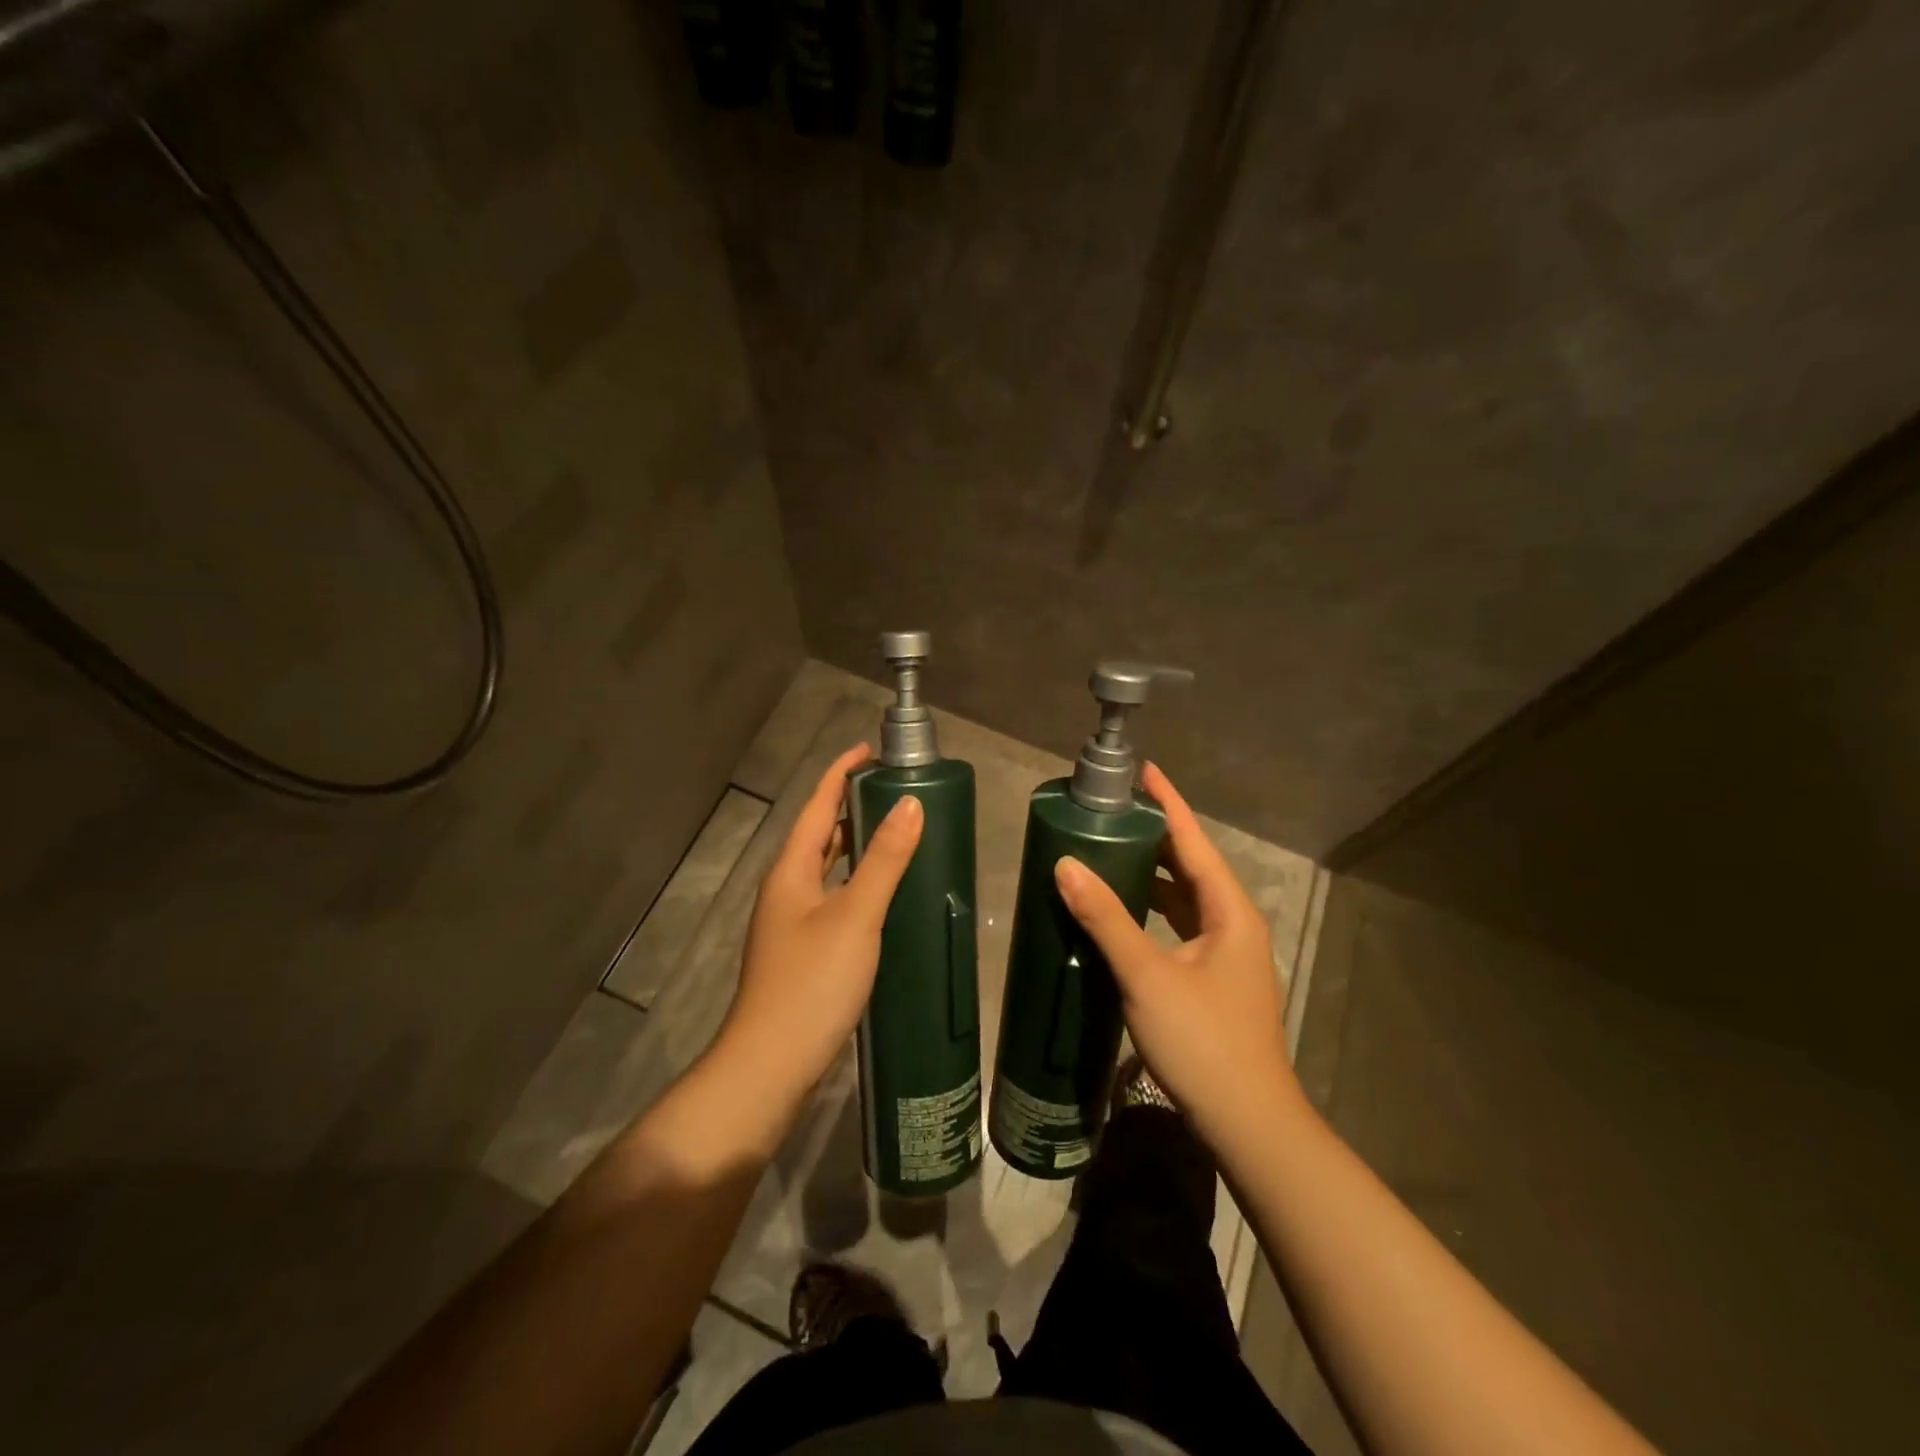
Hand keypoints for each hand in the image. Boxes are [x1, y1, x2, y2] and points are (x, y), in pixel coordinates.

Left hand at [719, 745, 923, 1107]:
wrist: (771, 1064)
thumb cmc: (812, 982)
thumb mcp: (855, 915)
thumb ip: (883, 860)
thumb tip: (911, 804)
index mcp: (790, 870)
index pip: (817, 805)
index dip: (840, 773)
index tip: (870, 749)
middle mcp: (786, 888)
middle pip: (820, 833)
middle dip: (852, 805)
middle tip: (895, 788)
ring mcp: (792, 922)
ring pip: (827, 867)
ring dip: (856, 844)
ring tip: (896, 830)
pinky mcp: (805, 950)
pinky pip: (834, 896)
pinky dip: (858, 881)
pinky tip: (885, 893)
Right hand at [1052, 761, 1298, 1143]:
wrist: (1248, 1123)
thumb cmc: (1203, 1041)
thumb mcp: (1147, 975)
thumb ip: (1106, 917)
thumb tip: (1066, 864)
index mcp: (1230, 912)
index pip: (1195, 841)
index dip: (1169, 804)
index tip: (1144, 771)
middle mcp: (1234, 924)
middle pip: (1192, 866)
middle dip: (1157, 837)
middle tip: (1113, 812)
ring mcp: (1226, 955)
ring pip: (1186, 899)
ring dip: (1154, 874)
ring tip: (1112, 851)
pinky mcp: (1213, 980)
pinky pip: (1180, 926)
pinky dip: (1153, 910)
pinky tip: (1124, 913)